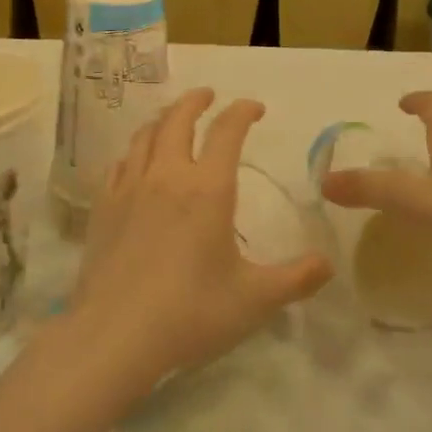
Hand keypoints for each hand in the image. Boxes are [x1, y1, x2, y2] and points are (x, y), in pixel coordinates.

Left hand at [65, 88, 331, 392]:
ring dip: (163, 119)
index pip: (228, 131)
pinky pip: (119, 164)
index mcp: (208, 189)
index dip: (243, 111)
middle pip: (178, 119)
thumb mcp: (255, 300)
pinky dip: (134, 151)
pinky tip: (136, 161)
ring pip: (145, 136)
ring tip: (173, 120)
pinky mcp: (103, 208)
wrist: (115, 336)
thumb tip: (328, 264)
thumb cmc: (191, 313)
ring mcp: (129, 189)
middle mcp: (167, 176)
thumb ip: (297, 278)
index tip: (255, 108)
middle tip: (209, 95)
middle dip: (196, 100)